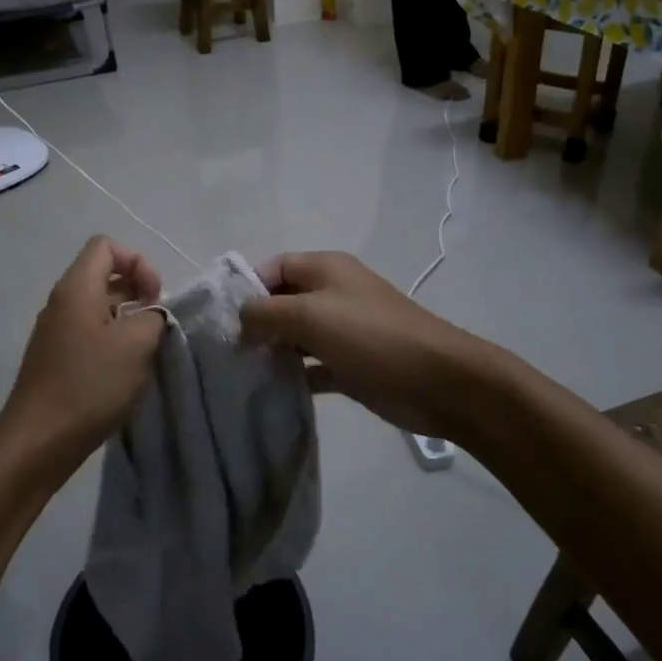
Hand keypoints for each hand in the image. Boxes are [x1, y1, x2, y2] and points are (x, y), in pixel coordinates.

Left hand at [0, 237, 166, 482]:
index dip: (138, 262)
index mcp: (77, 288)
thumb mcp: (137, 345)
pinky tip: (124, 370)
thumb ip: (153, 317)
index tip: (155, 297)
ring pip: (97, 305)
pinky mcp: (55, 358)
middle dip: (136, 290)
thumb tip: (150, 314)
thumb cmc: (90, 386)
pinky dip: (111, 339)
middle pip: (102, 274)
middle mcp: (61, 302)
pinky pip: (88, 332)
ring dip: (126, 318)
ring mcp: (55, 331)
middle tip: (155, 323)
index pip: (106, 246)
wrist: (38, 442)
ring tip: (144, 348)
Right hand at [240, 252, 491, 440]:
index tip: (222, 319)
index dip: (247, 287)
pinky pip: (312, 366)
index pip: (274, 267)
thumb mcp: (310, 315)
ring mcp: (343, 331)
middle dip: (255, 323)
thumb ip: (265, 313)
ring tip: (241, 374)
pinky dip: (294, 376)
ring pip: (295, 336)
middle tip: (226, 352)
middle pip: (282, 302)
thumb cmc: (372, 337)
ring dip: (272, 352)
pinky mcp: (351, 365)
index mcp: (325, 269)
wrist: (439, 381)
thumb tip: (240, 321)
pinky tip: (271, 393)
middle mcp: (333, 294)